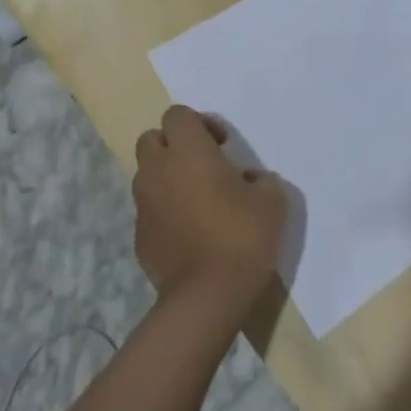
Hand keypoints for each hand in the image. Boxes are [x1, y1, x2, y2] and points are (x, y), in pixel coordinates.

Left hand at [133, 106, 285, 309]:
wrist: (207, 296)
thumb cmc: (242, 235)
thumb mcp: (271, 199)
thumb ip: (258, 179)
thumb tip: (246, 181)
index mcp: (188, 151)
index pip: (177, 114)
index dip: (199, 123)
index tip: (222, 145)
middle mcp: (158, 170)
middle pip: (152, 139)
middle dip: (174, 145)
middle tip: (203, 165)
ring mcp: (143, 205)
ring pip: (147, 175)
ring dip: (167, 177)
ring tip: (196, 199)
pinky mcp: (138, 237)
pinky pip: (149, 209)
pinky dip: (164, 210)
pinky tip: (189, 231)